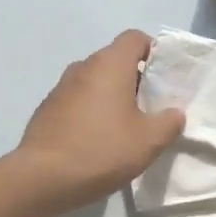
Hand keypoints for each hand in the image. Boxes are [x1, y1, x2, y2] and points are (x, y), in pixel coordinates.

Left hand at [12, 30, 185, 215]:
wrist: (41, 178)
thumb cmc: (101, 151)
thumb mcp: (148, 141)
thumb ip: (169, 122)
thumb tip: (174, 113)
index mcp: (109, 65)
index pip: (134, 38)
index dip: (153, 51)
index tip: (164, 78)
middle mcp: (83, 67)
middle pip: (115, 59)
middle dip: (135, 78)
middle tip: (150, 107)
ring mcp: (61, 87)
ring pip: (95, 81)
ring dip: (111, 96)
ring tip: (124, 126)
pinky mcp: (47, 109)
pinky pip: (77, 99)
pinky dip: (91, 110)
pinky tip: (97, 139)